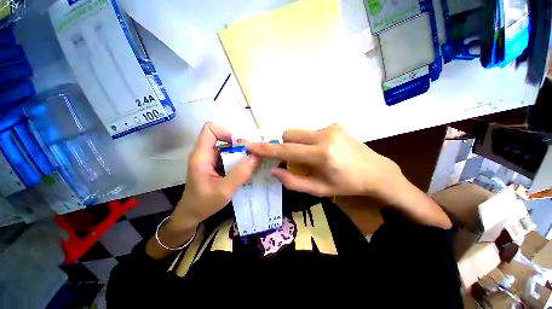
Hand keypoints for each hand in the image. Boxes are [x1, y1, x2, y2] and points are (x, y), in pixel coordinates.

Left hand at [168, 122, 259, 230]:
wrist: (191, 215)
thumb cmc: (204, 203)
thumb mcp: (225, 190)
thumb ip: (242, 172)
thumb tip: (257, 156)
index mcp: (201, 156)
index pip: (210, 129)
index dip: (226, 133)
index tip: (240, 146)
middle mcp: (205, 154)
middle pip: (222, 138)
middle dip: (239, 145)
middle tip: (253, 156)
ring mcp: (210, 159)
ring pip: (227, 148)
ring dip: (241, 154)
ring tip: (252, 163)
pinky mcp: (215, 165)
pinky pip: (228, 157)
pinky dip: (238, 160)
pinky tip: (246, 169)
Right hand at [248, 124, 403, 198]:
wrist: (376, 171)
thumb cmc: (347, 185)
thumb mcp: (319, 190)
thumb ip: (294, 181)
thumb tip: (274, 171)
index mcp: (321, 155)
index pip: (286, 150)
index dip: (267, 149)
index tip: (252, 146)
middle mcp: (324, 136)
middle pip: (290, 134)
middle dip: (286, 146)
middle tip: (295, 159)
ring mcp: (331, 127)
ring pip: (300, 132)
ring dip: (298, 144)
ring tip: (312, 156)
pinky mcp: (335, 124)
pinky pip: (312, 131)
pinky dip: (310, 141)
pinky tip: (324, 150)